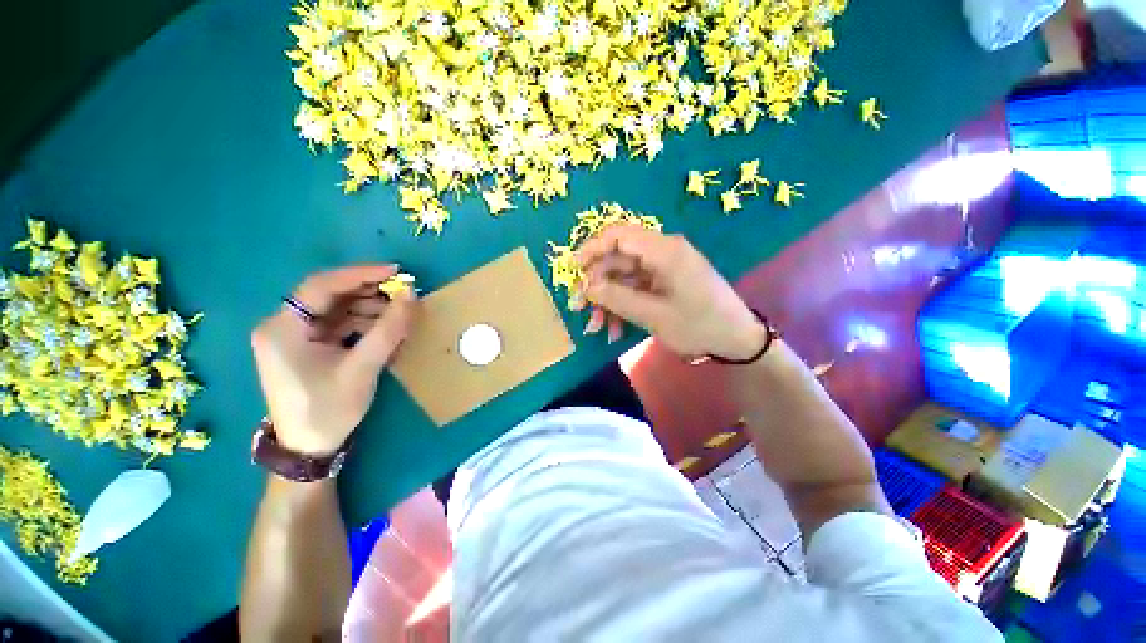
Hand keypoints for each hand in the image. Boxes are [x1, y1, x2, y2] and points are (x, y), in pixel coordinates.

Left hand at [251, 265, 415, 455]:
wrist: (309, 448)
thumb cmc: (329, 409)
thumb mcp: (363, 368)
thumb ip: (389, 329)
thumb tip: (412, 294)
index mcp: (283, 328)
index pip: (321, 286)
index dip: (360, 274)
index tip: (396, 272)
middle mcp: (282, 325)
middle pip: (329, 295)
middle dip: (369, 293)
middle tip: (403, 294)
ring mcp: (294, 336)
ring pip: (336, 309)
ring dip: (369, 309)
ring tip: (399, 316)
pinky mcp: (307, 346)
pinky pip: (338, 324)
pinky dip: (363, 324)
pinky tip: (385, 330)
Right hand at [575, 226, 763, 360]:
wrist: (736, 339)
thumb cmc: (699, 325)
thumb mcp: (654, 315)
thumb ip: (617, 298)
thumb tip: (586, 287)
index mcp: (664, 251)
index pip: (618, 235)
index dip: (591, 248)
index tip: (573, 270)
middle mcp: (661, 252)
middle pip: (617, 258)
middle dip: (596, 285)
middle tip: (580, 309)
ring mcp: (662, 268)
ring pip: (622, 277)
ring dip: (607, 301)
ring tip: (598, 328)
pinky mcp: (663, 282)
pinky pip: (634, 288)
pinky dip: (622, 306)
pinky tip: (615, 330)